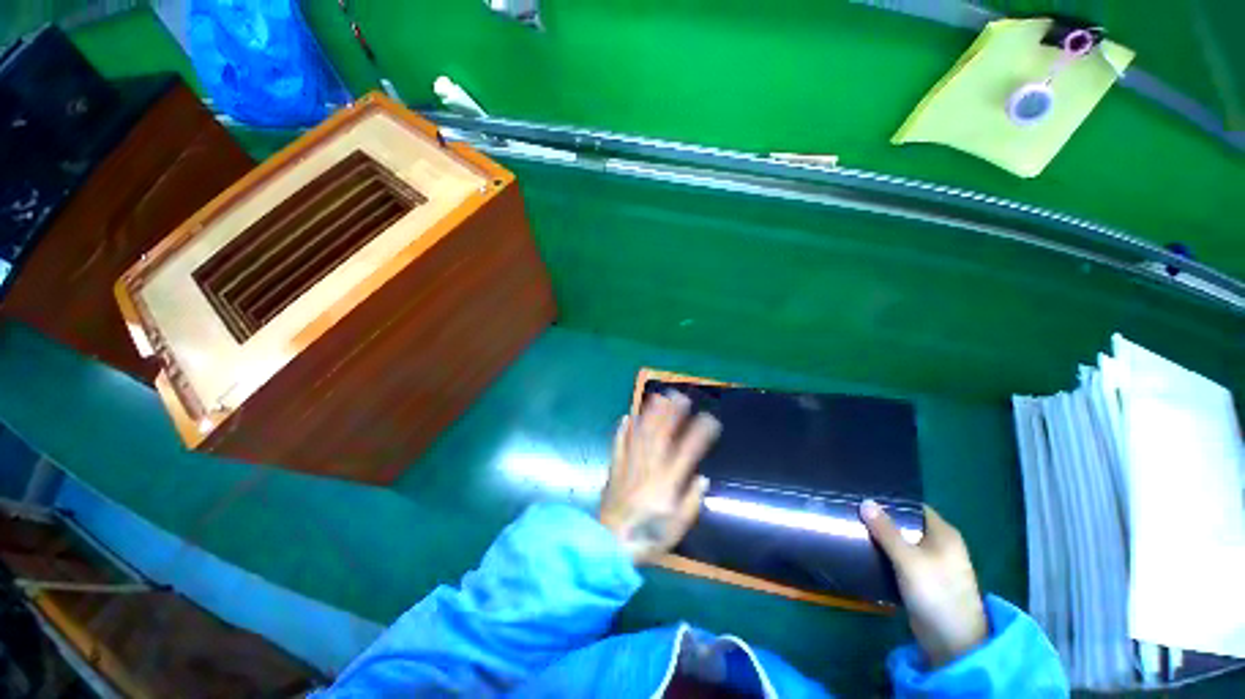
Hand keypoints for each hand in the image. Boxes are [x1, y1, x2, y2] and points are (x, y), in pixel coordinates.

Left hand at [598, 391, 720, 563]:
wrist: (610, 544)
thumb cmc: (648, 537)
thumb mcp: (677, 528)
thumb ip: (691, 502)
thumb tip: (703, 479)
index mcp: (667, 482)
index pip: (687, 451)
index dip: (700, 433)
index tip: (710, 418)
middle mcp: (649, 468)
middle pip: (662, 435)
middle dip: (672, 413)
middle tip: (680, 396)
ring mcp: (630, 465)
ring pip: (641, 434)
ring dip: (650, 414)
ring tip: (657, 397)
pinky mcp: (615, 468)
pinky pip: (619, 444)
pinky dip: (623, 430)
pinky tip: (626, 417)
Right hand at [861, 500, 987, 668]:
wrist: (952, 642)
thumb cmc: (936, 593)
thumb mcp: (908, 559)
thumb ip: (886, 531)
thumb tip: (865, 502)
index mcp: (944, 534)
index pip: (914, 507)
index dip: (891, 501)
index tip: (864, 496)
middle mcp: (940, 545)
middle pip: (907, 524)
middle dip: (882, 519)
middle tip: (853, 511)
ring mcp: (932, 564)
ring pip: (902, 543)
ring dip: (882, 538)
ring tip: (854, 527)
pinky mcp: (923, 580)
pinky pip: (900, 559)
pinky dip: (886, 554)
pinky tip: (866, 551)